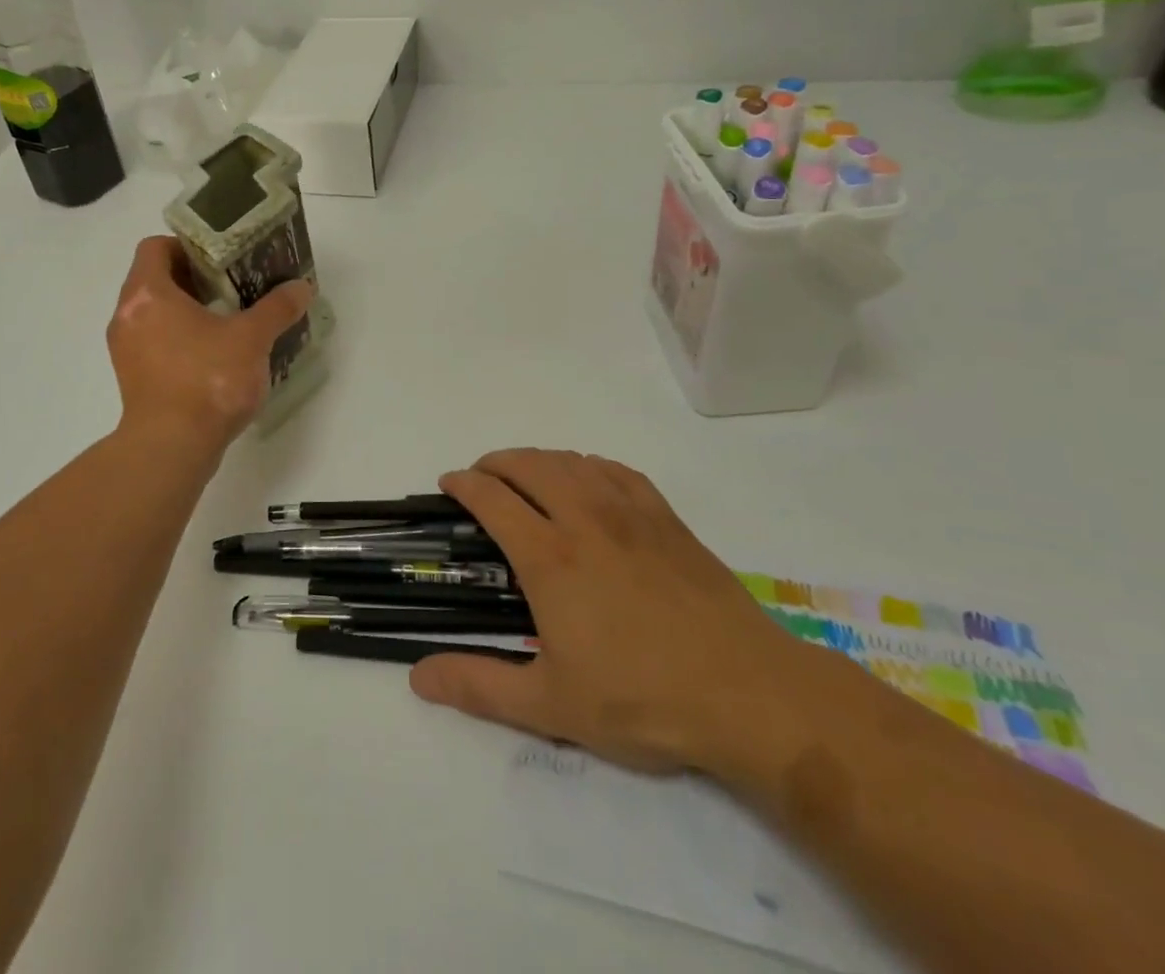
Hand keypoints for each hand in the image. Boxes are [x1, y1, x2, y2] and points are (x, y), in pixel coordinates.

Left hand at [106, 236, 313, 462]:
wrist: (171, 449)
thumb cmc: (207, 381)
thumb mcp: (251, 339)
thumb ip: (277, 308)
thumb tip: (302, 287)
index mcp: (147, 293)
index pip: (156, 247)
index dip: (187, 245)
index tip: (220, 257)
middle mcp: (127, 315)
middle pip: (155, 279)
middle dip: (194, 278)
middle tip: (232, 284)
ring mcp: (126, 349)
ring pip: (154, 313)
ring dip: (187, 310)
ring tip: (228, 318)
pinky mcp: (132, 378)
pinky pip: (154, 342)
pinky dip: (179, 338)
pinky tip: (214, 354)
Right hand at [409, 449, 805, 776]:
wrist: (748, 694)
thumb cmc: (643, 699)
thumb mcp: (551, 705)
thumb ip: (480, 686)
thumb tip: (417, 676)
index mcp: (549, 557)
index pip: (492, 498)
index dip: (464, 484)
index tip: (449, 484)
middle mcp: (583, 518)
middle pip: (529, 465)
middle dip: (496, 462)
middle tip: (482, 477)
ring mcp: (630, 513)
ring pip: (571, 460)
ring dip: (538, 458)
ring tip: (526, 475)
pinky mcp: (667, 519)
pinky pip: (616, 470)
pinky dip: (588, 464)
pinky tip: (588, 479)